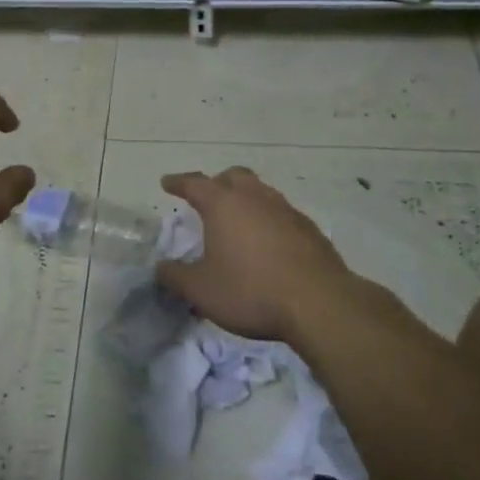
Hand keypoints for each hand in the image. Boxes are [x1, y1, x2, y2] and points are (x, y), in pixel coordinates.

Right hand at [157, 167, 360, 343]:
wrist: (319, 303)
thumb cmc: (251, 291)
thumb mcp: (201, 290)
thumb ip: (175, 277)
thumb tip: (160, 267)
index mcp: (223, 204)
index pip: (194, 184)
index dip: (178, 183)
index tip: (167, 183)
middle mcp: (255, 197)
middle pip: (233, 177)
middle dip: (217, 183)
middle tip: (207, 198)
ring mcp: (286, 210)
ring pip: (260, 192)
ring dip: (246, 199)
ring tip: (238, 220)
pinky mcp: (309, 229)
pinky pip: (281, 213)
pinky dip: (268, 219)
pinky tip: (268, 243)